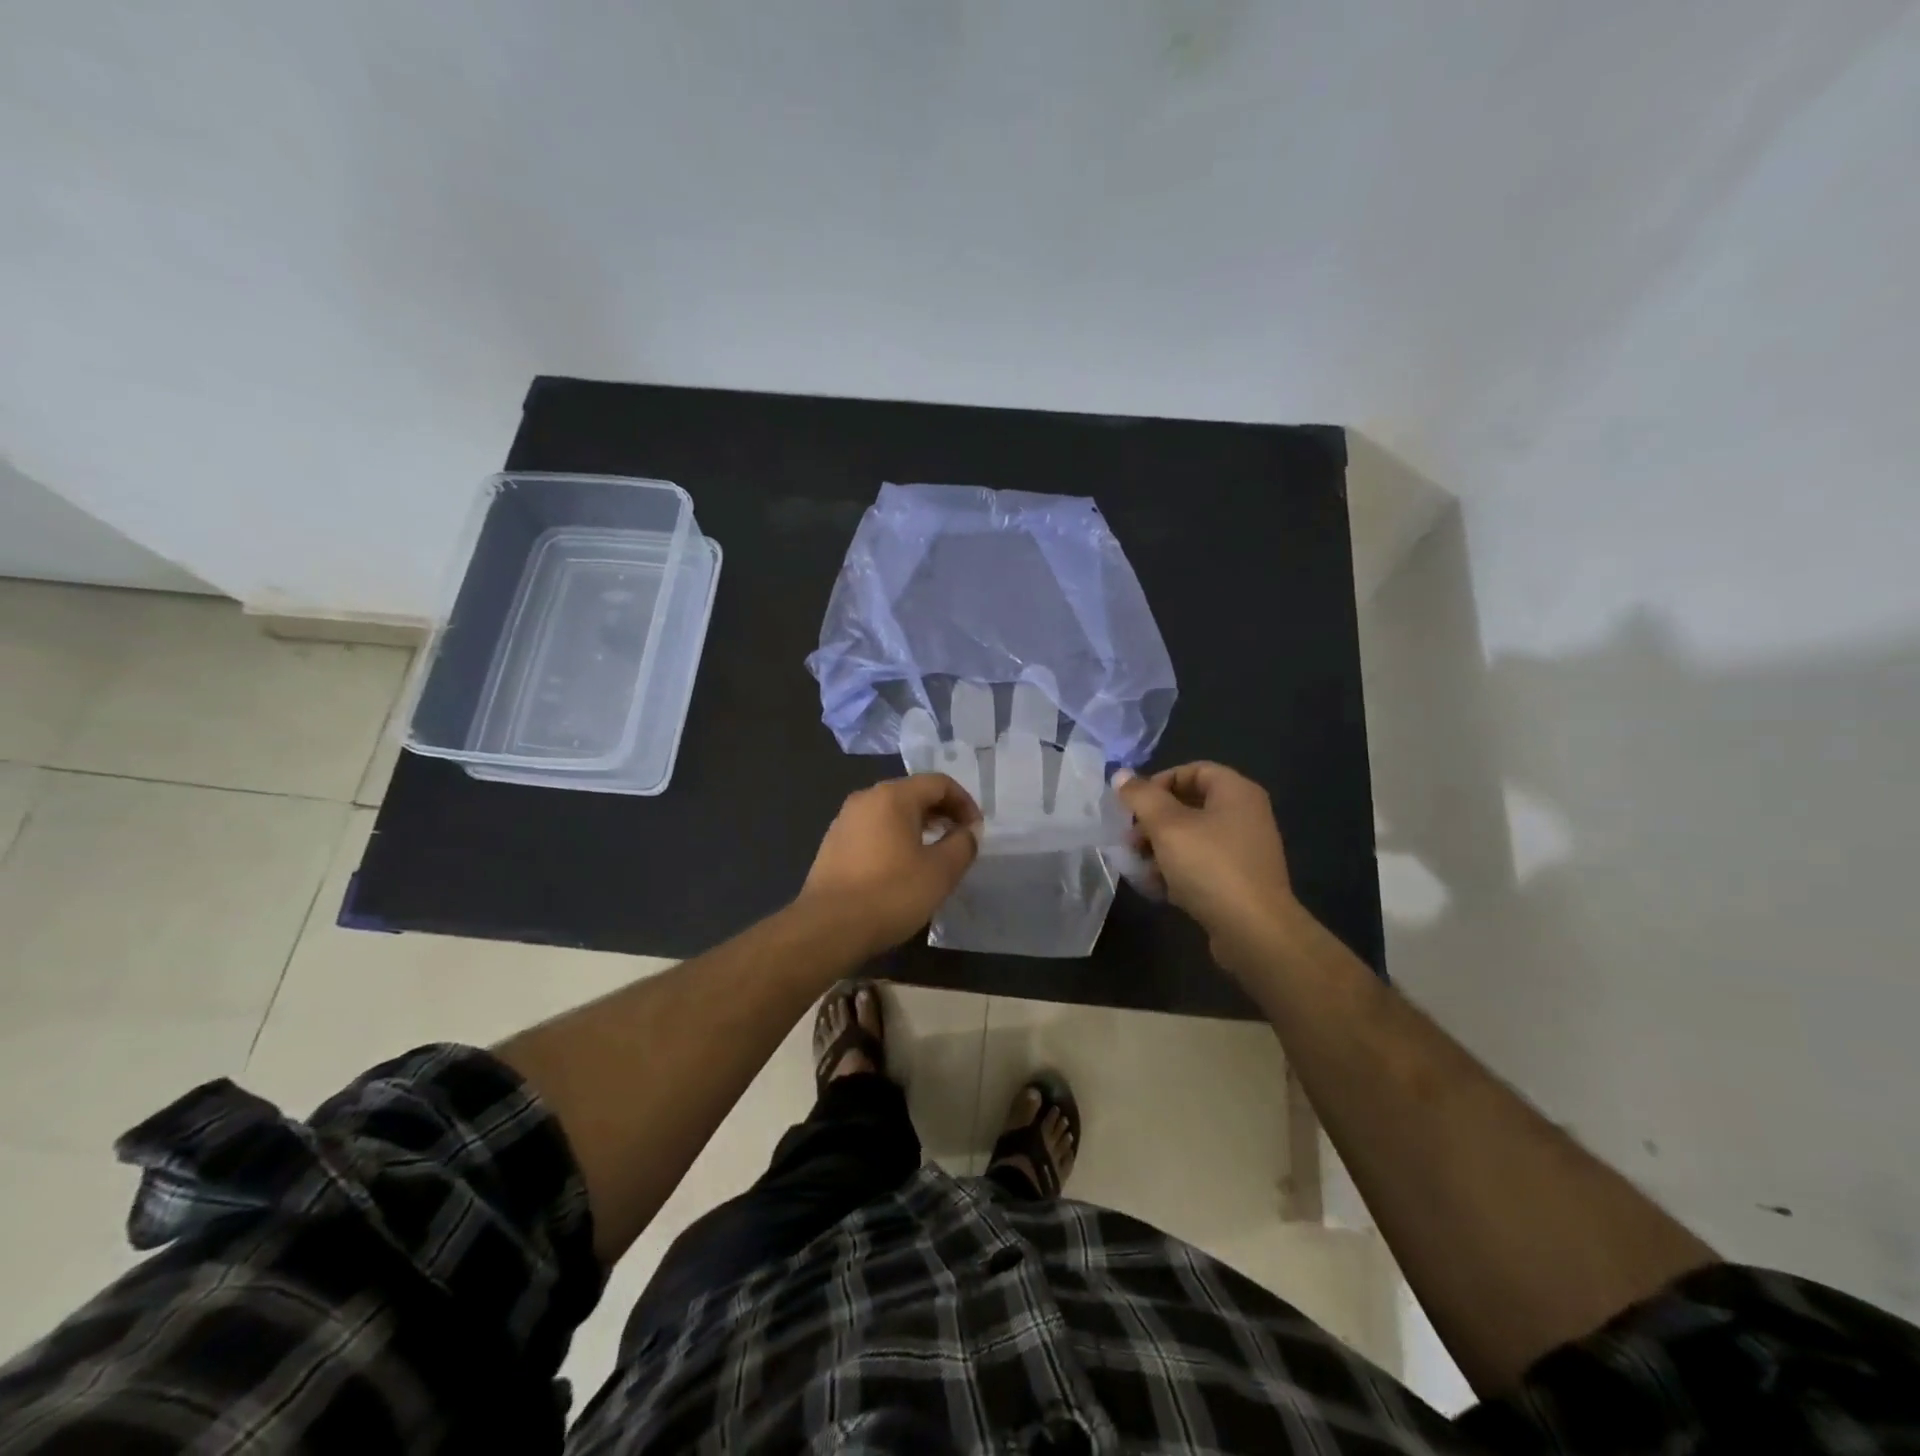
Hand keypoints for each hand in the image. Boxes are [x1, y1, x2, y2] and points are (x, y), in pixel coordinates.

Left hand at [799, 774, 982, 957]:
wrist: (828, 928)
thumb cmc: (891, 894)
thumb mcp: (940, 871)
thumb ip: (963, 844)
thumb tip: (969, 831)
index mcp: (893, 796)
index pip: (939, 783)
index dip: (964, 802)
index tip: (976, 830)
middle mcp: (866, 799)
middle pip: (913, 793)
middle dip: (942, 812)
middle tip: (959, 839)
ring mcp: (845, 820)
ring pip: (892, 812)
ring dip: (919, 826)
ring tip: (934, 854)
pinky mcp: (833, 844)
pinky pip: (874, 830)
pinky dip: (895, 838)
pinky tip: (902, 867)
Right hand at [1114, 762, 1298, 973]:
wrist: (1254, 931)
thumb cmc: (1210, 866)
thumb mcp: (1167, 826)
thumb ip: (1141, 797)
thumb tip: (1121, 775)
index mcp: (1236, 792)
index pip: (1193, 770)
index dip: (1159, 781)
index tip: (1134, 805)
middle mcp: (1246, 815)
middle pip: (1190, 804)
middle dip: (1154, 820)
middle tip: (1130, 839)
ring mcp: (1245, 850)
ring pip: (1193, 837)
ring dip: (1161, 847)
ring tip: (1139, 865)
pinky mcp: (1240, 880)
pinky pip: (1203, 864)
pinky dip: (1178, 870)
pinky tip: (1158, 887)